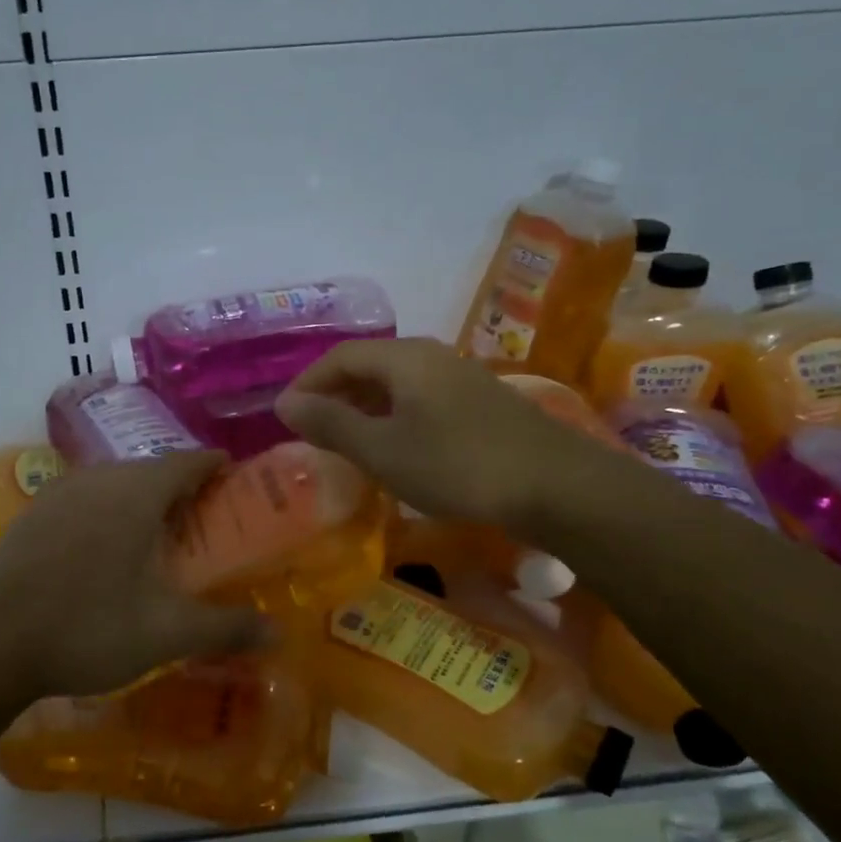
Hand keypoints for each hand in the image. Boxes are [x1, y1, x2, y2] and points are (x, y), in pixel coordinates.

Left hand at [0, 451, 273, 701]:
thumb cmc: (90, 627)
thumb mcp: (168, 632)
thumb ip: (227, 628)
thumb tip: (280, 635)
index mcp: (136, 492)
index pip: (188, 461)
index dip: (215, 466)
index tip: (234, 476)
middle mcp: (98, 479)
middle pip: (150, 470)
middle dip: (180, 486)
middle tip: (201, 517)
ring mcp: (58, 493)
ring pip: (112, 482)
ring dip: (139, 497)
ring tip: (155, 531)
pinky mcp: (31, 515)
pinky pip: (81, 499)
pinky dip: (103, 511)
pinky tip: (102, 547)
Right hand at [274, 338, 612, 536]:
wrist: (556, 486)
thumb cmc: (457, 465)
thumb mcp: (382, 450)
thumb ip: (331, 425)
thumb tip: (285, 404)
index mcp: (404, 358)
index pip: (340, 357)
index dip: (308, 383)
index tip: (287, 417)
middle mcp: (431, 355)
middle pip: (369, 365)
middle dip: (335, 395)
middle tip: (312, 432)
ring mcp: (460, 377)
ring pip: (396, 384)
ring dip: (364, 408)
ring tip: (346, 443)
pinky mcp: (480, 402)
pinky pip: (421, 399)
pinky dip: (394, 417)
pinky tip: (395, 448)